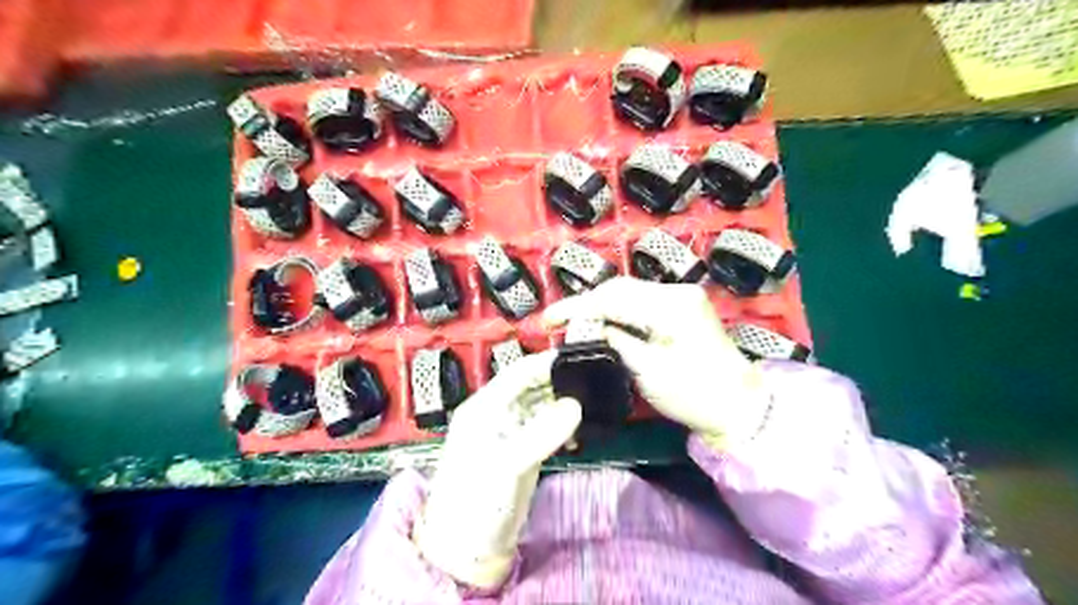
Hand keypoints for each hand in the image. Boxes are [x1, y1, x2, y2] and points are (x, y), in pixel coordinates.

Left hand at [414, 349, 580, 590]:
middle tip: (593, 379)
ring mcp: (510, 433)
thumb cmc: (477, 501)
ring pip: (540, 406)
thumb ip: (542, 433)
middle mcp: (496, 413)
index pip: (518, 372)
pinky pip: (545, 427)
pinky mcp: (521, 451)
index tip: (579, 358)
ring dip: (563, 403)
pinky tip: (579, 429)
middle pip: (531, 386)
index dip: (546, 363)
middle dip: (559, 381)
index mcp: (484, 407)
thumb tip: (576, 406)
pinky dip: (562, 425)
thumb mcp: (508, 465)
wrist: (467, 549)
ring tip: (593, 400)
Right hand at [549, 277, 766, 444]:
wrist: (739, 406)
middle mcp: (677, 291)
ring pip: (629, 293)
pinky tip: (603, 322)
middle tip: (559, 322)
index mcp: (671, 306)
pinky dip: (619, 311)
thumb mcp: (648, 371)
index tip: (548, 320)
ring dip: (601, 306)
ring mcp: (682, 296)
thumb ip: (615, 342)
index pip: (613, 298)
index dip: (577, 307)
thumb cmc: (695, 394)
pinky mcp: (682, 307)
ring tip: (575, 322)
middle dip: (587, 303)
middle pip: (620, 288)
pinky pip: (642, 302)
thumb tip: (587, 327)